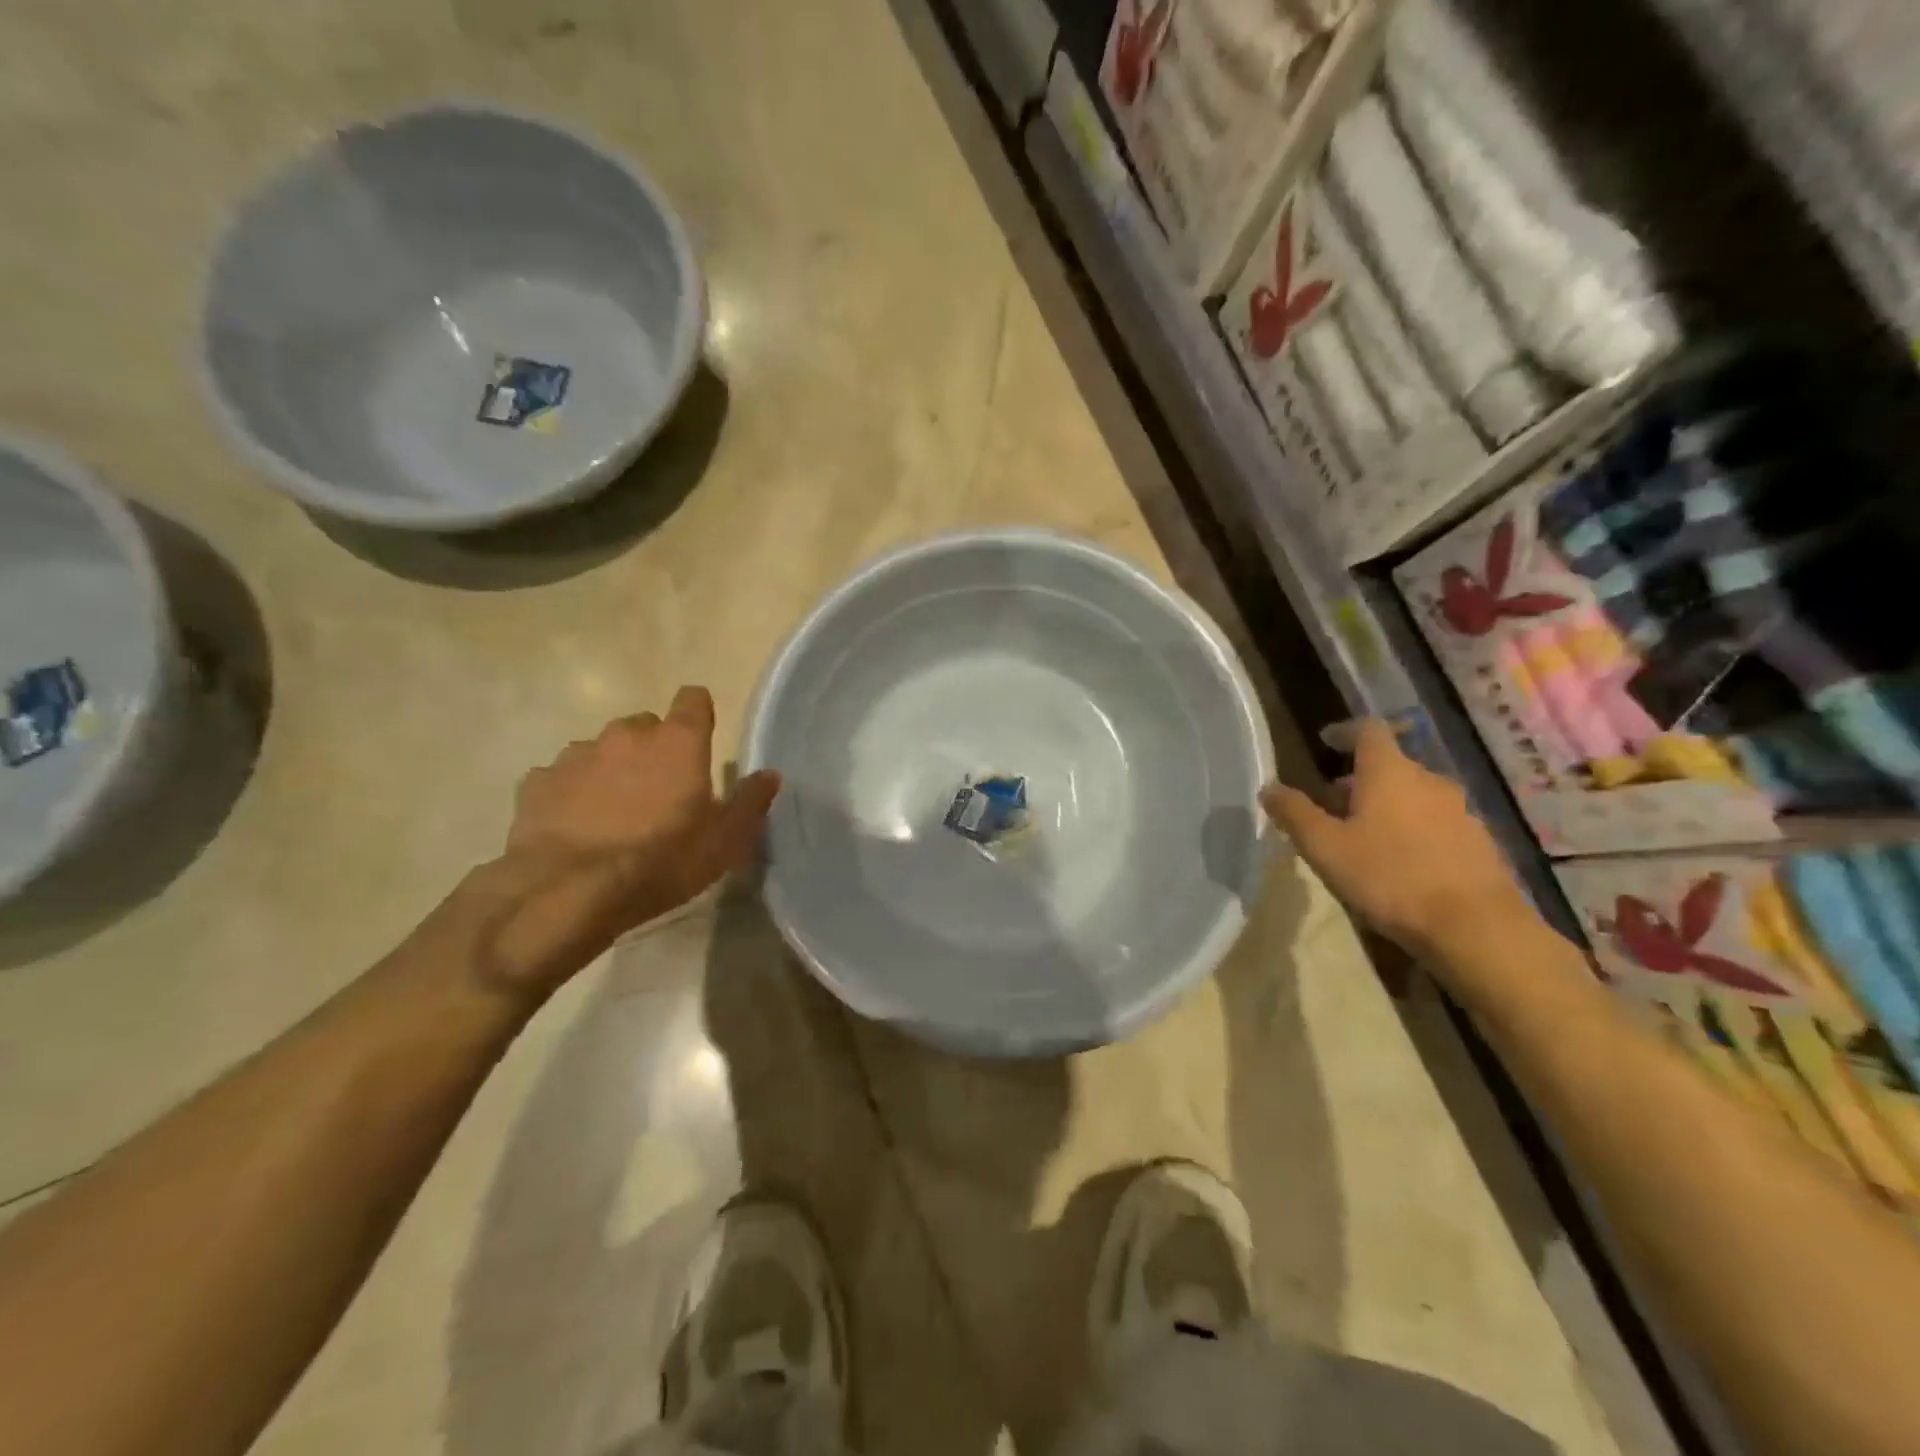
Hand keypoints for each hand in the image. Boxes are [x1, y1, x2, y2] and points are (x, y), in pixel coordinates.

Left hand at [462, 686, 780, 997]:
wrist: (569, 892)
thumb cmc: (662, 861)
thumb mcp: (724, 841)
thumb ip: (750, 802)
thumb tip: (770, 775)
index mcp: (678, 742)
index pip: (694, 699)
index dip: (699, 715)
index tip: (702, 740)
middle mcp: (626, 735)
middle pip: (646, 726)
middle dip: (655, 750)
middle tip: (660, 793)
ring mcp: (577, 755)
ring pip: (602, 750)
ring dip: (612, 770)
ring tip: (614, 814)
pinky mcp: (538, 782)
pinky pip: (562, 777)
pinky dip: (573, 793)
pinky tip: (576, 826)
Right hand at [1260, 720, 1532, 960]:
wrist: (1476, 928)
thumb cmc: (1389, 877)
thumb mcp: (1325, 848)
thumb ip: (1294, 813)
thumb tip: (1269, 788)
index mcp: (1390, 772)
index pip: (1369, 730)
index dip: (1345, 732)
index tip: (1326, 742)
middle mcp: (1429, 780)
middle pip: (1390, 766)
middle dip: (1358, 780)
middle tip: (1331, 807)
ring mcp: (1461, 811)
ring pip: (1414, 796)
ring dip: (1386, 807)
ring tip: (1363, 839)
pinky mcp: (1480, 843)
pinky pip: (1436, 823)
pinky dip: (1413, 830)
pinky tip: (1400, 864)